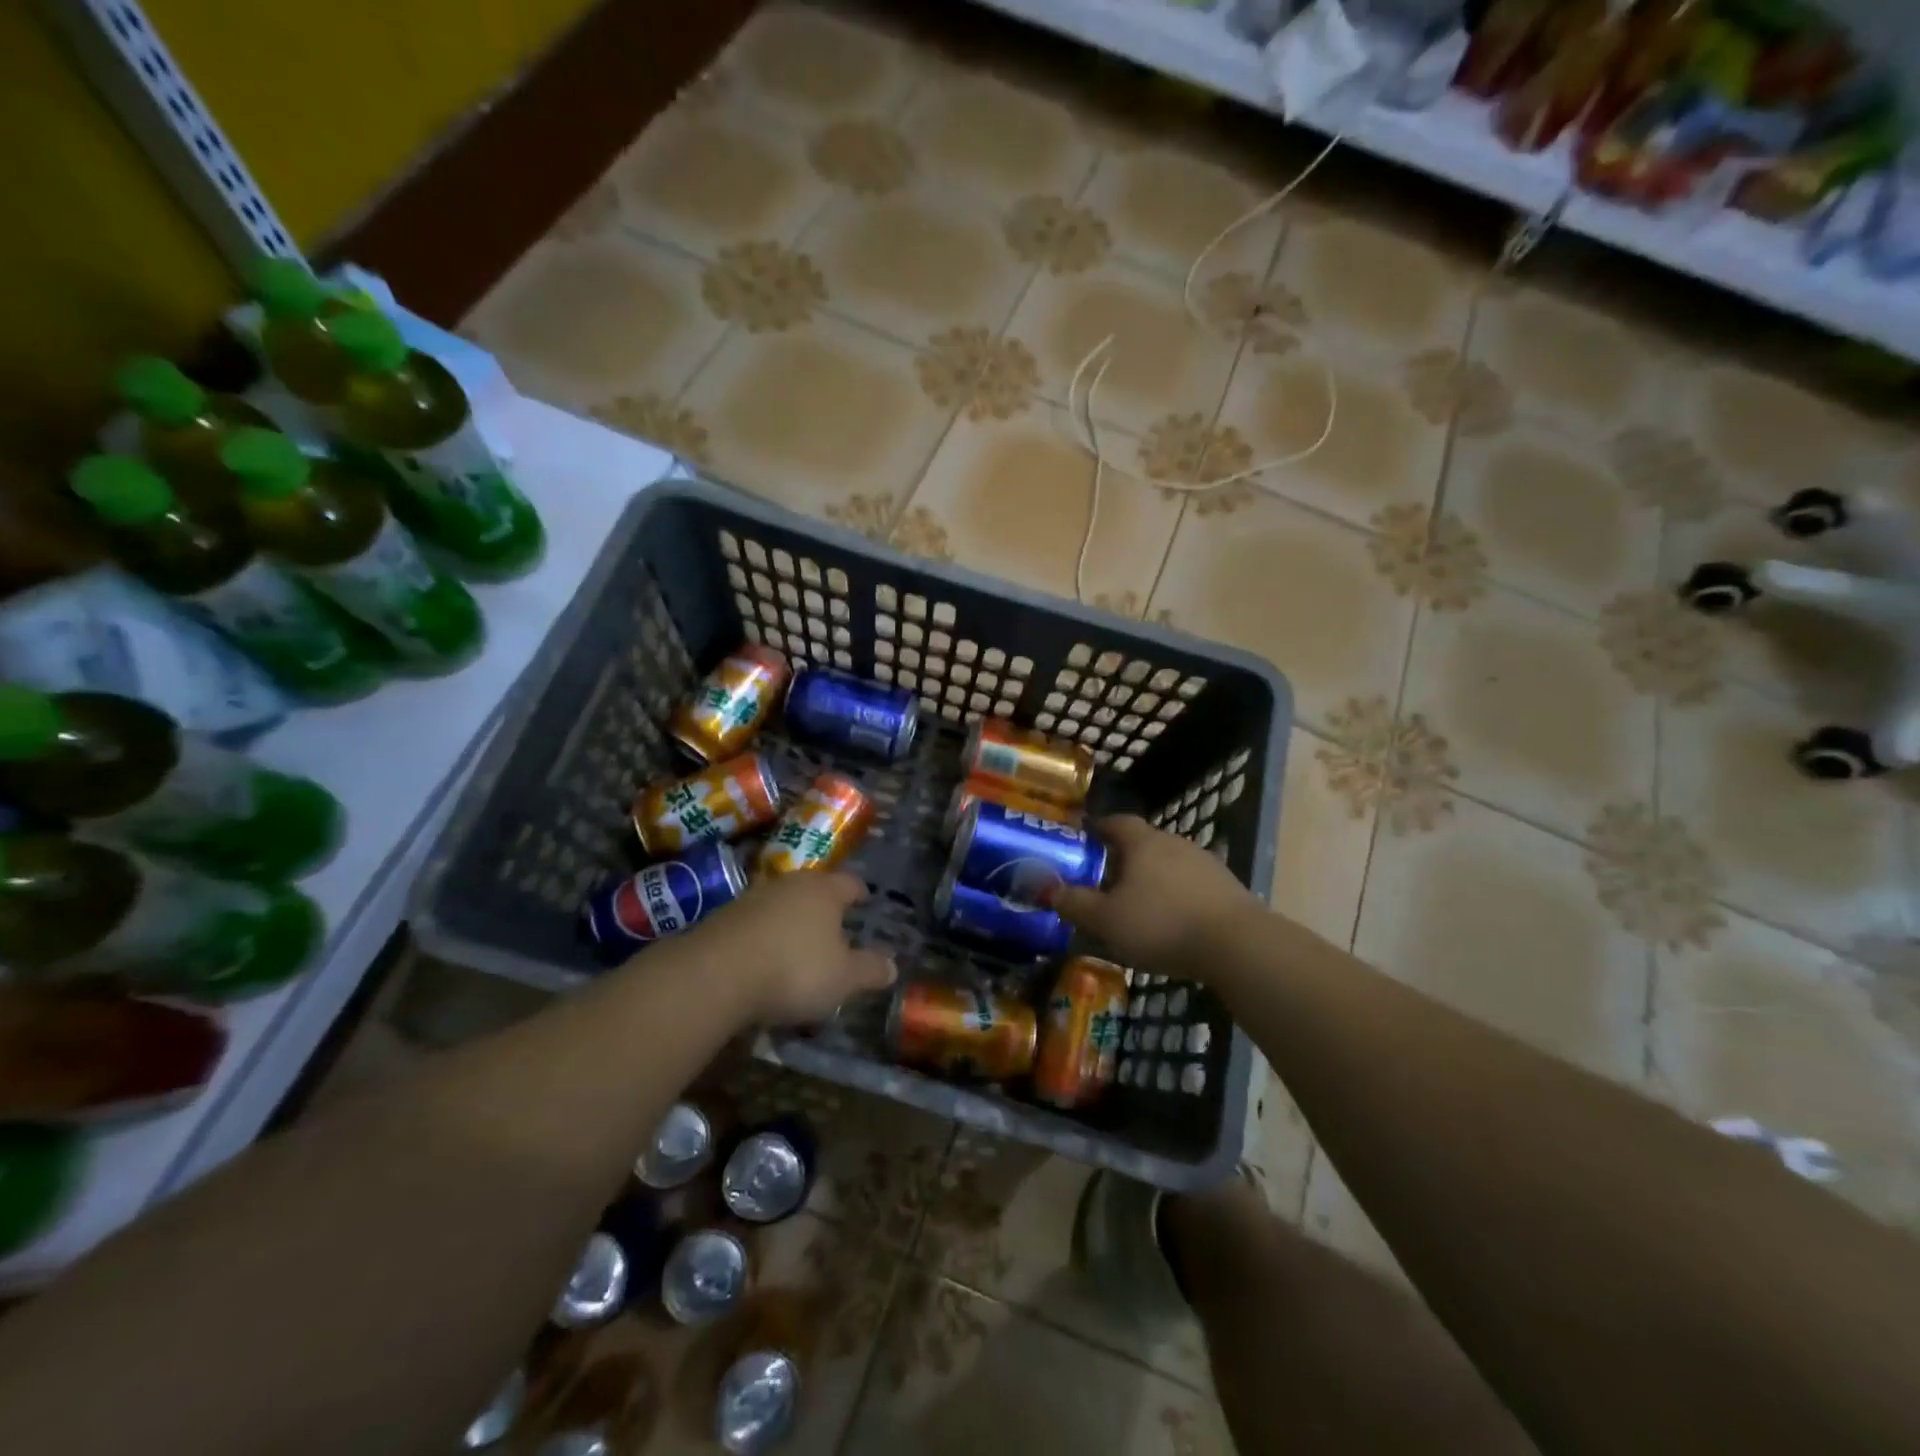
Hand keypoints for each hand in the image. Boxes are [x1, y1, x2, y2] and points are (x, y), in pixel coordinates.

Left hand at [678, 870, 894, 1025]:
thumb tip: (893, 966)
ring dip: (790, 922)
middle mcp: (789, 885)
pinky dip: (764, 938)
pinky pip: (754, 925)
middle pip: (813, 890)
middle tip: (834, 927)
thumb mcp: (844, 978)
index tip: (865, 900)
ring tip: (798, 947)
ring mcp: (752, 899)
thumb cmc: (794, 969)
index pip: (849, 883)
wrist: (715, 974)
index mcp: (824, 890)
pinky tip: (764, 962)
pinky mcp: (722, 919)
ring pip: (781, 905)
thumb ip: (870, 970)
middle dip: (824, 907)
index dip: (859, 893)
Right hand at [1048, 814, 1257, 972]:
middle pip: (1143, 842)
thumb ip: (1074, 903)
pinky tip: (1172, 921)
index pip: (1116, 821)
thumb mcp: (1106, 920)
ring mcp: (1205, 863)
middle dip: (1123, 857)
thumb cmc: (1161, 925)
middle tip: (1105, 880)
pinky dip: (1177, 896)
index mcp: (1143, 842)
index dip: (1098, 827)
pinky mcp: (1227, 888)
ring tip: (1138, 905)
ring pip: (1169, 864)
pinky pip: (1192, 885)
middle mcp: (1175, 843)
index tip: (1084, 839)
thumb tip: (1046, 888)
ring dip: (1152, 878)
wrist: (1237, 945)